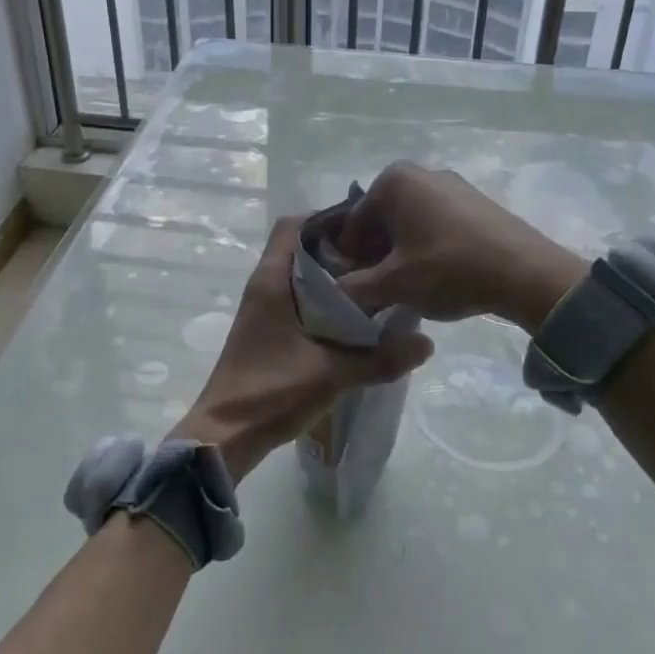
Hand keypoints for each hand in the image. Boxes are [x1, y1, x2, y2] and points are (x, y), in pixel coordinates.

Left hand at [172, 216, 433, 483]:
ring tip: (375, 283)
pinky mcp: (269, 328)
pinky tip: (355, 317)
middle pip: (302, 247)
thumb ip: (381, 358)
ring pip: (302, 274)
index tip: (366, 228)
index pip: (294, 225)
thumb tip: (427, 343)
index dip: (327, 218)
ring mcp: (264, 308)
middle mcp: (265, 285)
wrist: (227, 434)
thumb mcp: (332, 374)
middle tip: (380, 256)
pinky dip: (325, 299)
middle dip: (340, 249)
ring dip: (334, 276)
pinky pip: (299, 298)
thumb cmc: (272, 392)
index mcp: (271, 280)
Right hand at [334, 162, 587, 332]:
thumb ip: (353, 288)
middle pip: (381, 220)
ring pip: (409, 223)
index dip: (348, 261)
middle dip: (375, 255)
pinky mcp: (476, 202)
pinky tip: (437, 276)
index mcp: (393, 180)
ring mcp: (452, 184)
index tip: (353, 290)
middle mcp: (420, 173)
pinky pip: (437, 223)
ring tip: (408, 288)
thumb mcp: (393, 284)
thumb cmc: (448, 269)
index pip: (353, 225)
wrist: (525, 272)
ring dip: (401, 253)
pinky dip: (427, 246)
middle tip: (379, 291)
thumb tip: (334, 292)